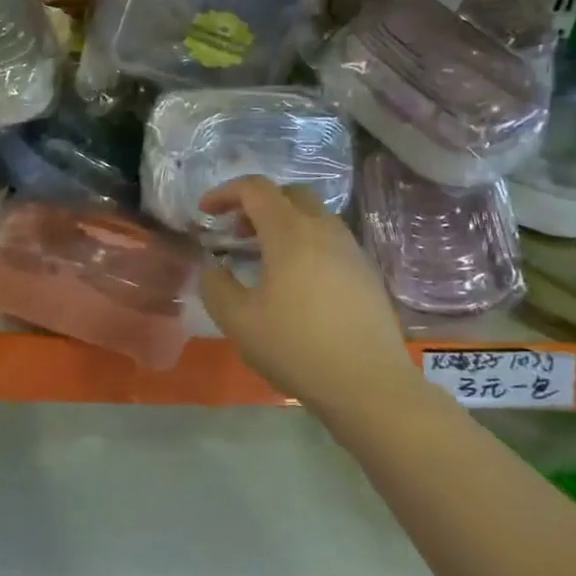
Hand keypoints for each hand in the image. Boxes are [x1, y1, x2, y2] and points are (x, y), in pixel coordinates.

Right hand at [198, 177, 412, 411]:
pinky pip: (330, 241)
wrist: (370, 386)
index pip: (255, 189)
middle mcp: (324, 230)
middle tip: (236, 233)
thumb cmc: (297, 348)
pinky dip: (305, 243)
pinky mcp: (367, 273)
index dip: (225, 192)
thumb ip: (216, 286)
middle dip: (257, 204)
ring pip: (313, 217)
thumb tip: (212, 267)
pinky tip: (296, 283)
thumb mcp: (239, 321)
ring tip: (263, 259)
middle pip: (289, 195)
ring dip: (283, 224)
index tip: (205, 212)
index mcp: (290, 233)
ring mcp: (351, 250)